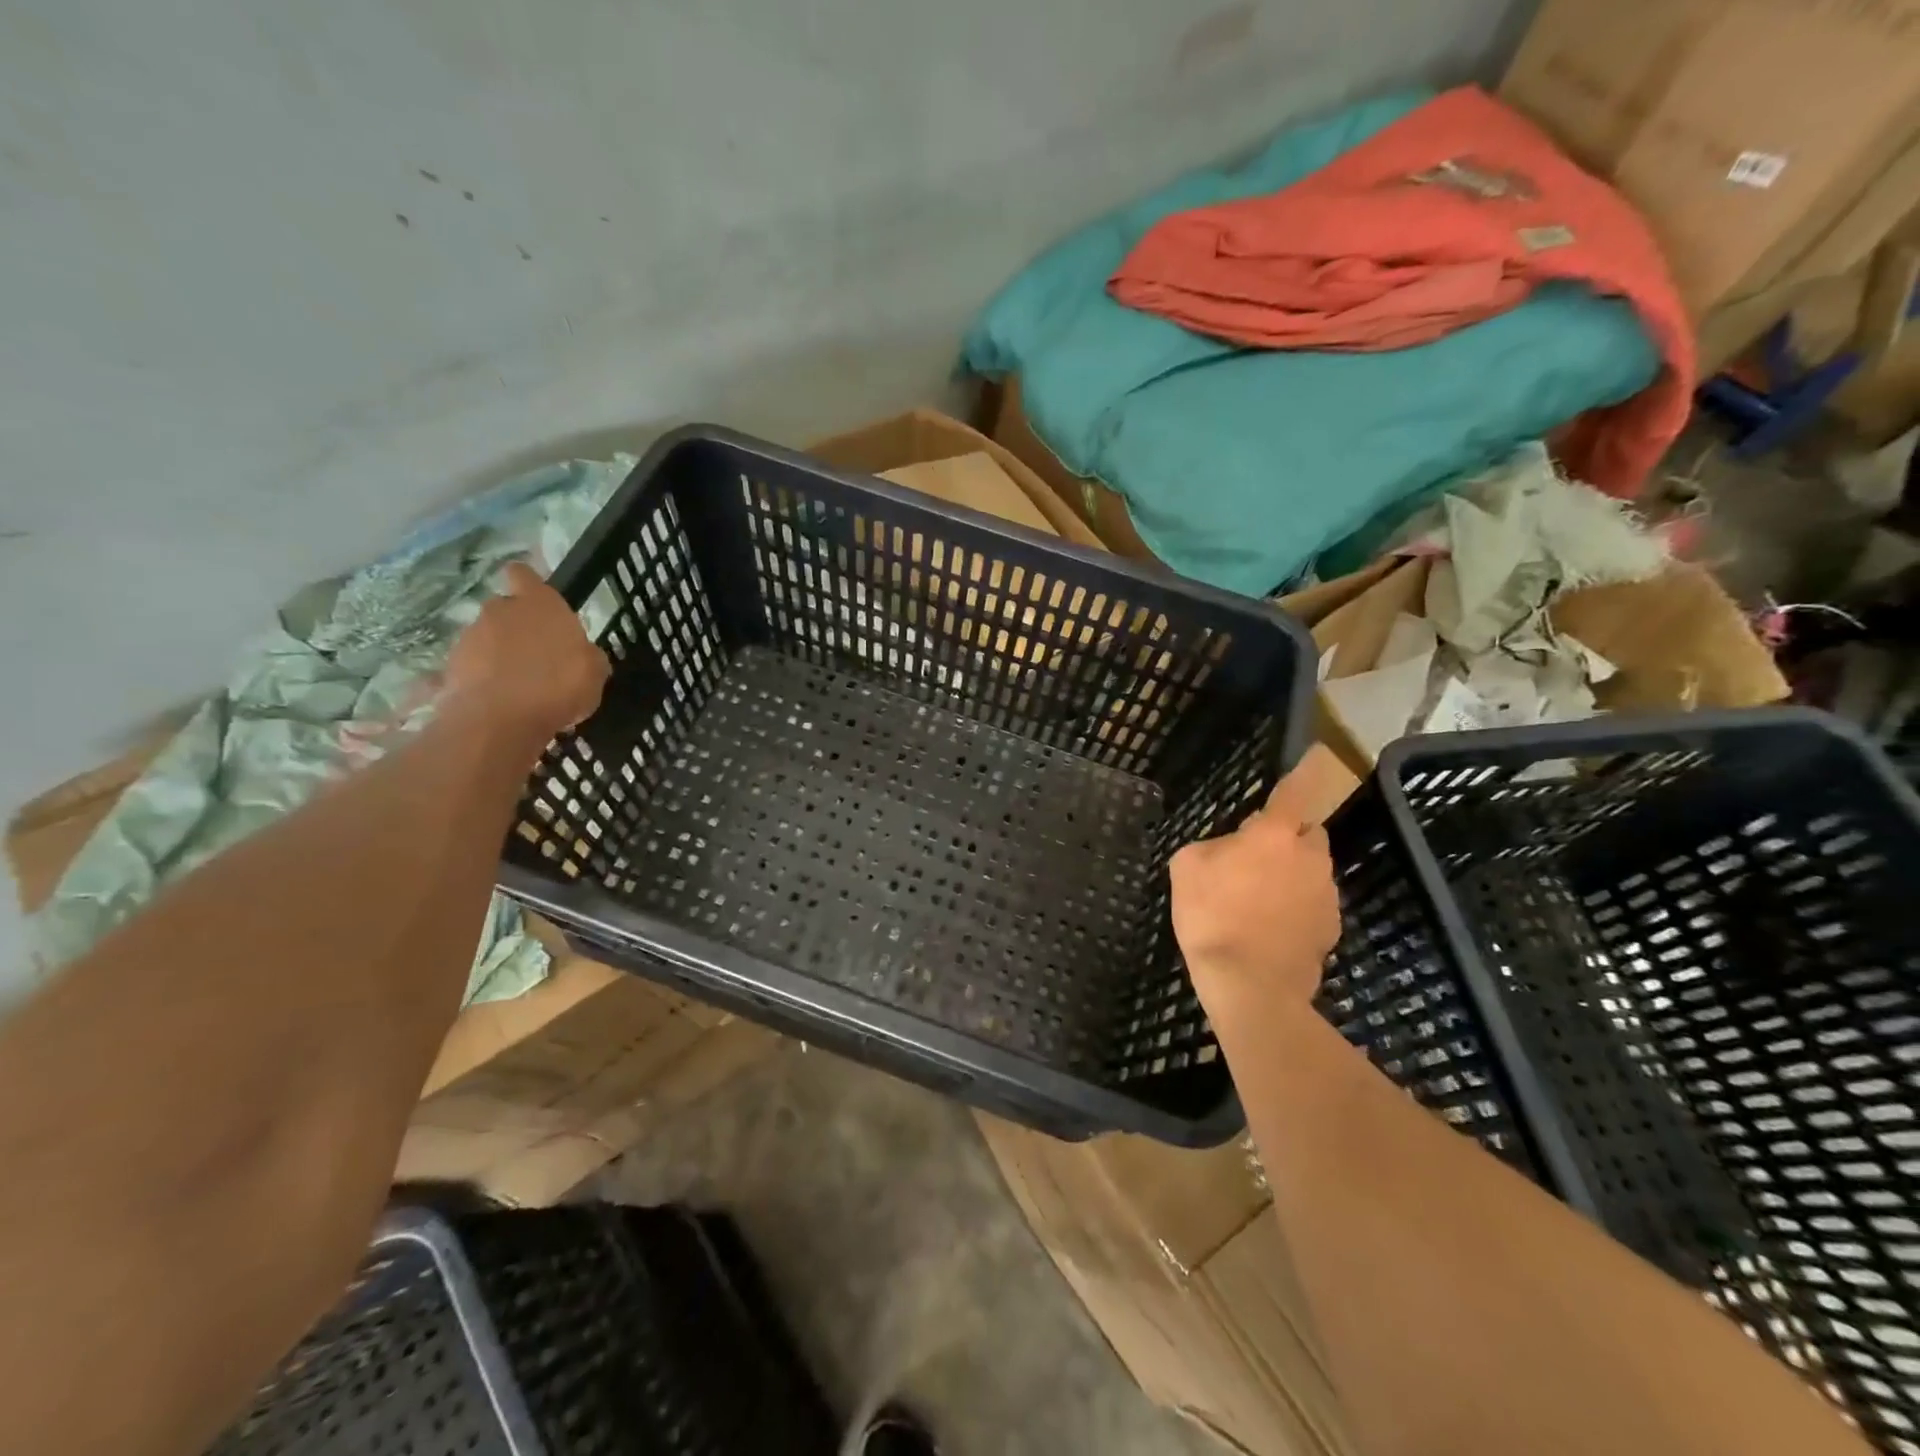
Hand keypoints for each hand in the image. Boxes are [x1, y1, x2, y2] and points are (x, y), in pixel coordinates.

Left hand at [443, 562, 609, 742]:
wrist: (499, 720)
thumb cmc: (558, 686)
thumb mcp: (595, 672)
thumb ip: (587, 655)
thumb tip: (584, 654)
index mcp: (539, 604)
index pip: (524, 574)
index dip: (528, 584)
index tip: (537, 600)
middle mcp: (501, 611)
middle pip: (507, 609)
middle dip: (519, 627)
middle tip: (539, 656)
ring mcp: (471, 637)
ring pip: (488, 639)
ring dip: (501, 656)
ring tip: (521, 687)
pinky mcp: (451, 666)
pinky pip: (474, 668)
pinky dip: (486, 680)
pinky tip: (503, 703)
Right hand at [1170, 751, 1344, 1010]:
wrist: (1250, 985)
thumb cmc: (1212, 916)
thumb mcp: (1186, 868)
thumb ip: (1212, 846)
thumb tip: (1229, 850)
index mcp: (1274, 835)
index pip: (1294, 791)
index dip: (1305, 770)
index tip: (1318, 753)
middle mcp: (1310, 858)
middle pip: (1307, 833)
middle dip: (1287, 838)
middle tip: (1254, 859)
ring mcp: (1325, 895)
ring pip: (1310, 871)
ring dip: (1290, 876)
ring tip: (1255, 903)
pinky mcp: (1331, 929)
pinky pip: (1312, 905)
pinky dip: (1295, 909)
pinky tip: (1269, 930)